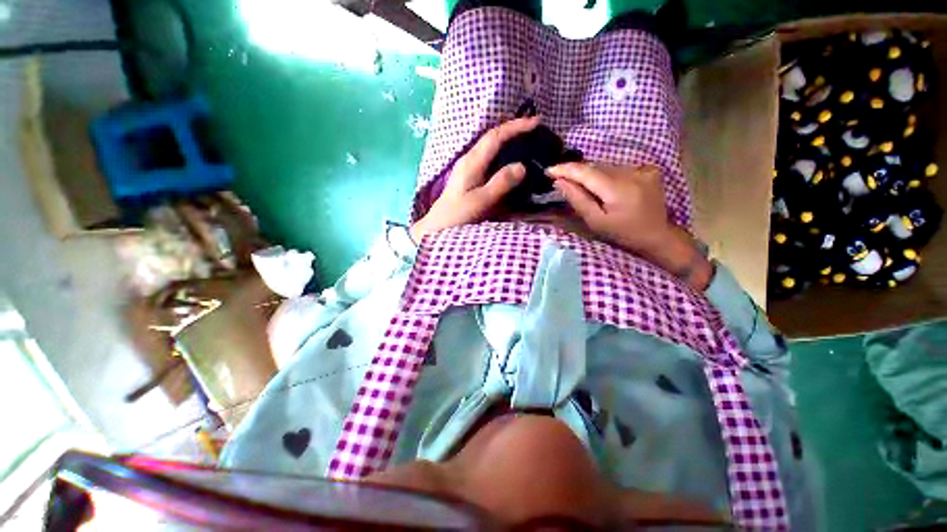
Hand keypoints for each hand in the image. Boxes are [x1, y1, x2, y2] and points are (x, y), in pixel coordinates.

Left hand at [411, 116, 540, 240]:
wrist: (439, 225)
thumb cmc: (459, 214)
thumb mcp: (481, 201)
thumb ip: (501, 183)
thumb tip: (522, 166)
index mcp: (472, 162)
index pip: (495, 137)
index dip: (515, 127)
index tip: (536, 122)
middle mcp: (469, 158)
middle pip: (492, 136)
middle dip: (513, 128)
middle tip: (534, 128)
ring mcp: (467, 166)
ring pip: (489, 145)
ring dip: (507, 138)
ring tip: (525, 139)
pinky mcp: (468, 174)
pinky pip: (488, 155)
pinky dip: (501, 151)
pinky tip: (509, 158)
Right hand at [548, 162, 712, 289]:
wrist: (657, 235)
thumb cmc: (622, 233)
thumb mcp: (596, 221)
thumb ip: (578, 199)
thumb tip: (560, 182)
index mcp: (617, 189)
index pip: (586, 171)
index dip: (565, 169)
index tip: (548, 171)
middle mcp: (631, 173)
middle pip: (595, 167)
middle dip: (577, 173)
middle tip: (562, 181)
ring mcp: (642, 169)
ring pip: (606, 166)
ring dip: (591, 174)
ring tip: (582, 186)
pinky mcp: (648, 169)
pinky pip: (618, 167)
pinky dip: (606, 175)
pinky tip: (606, 187)